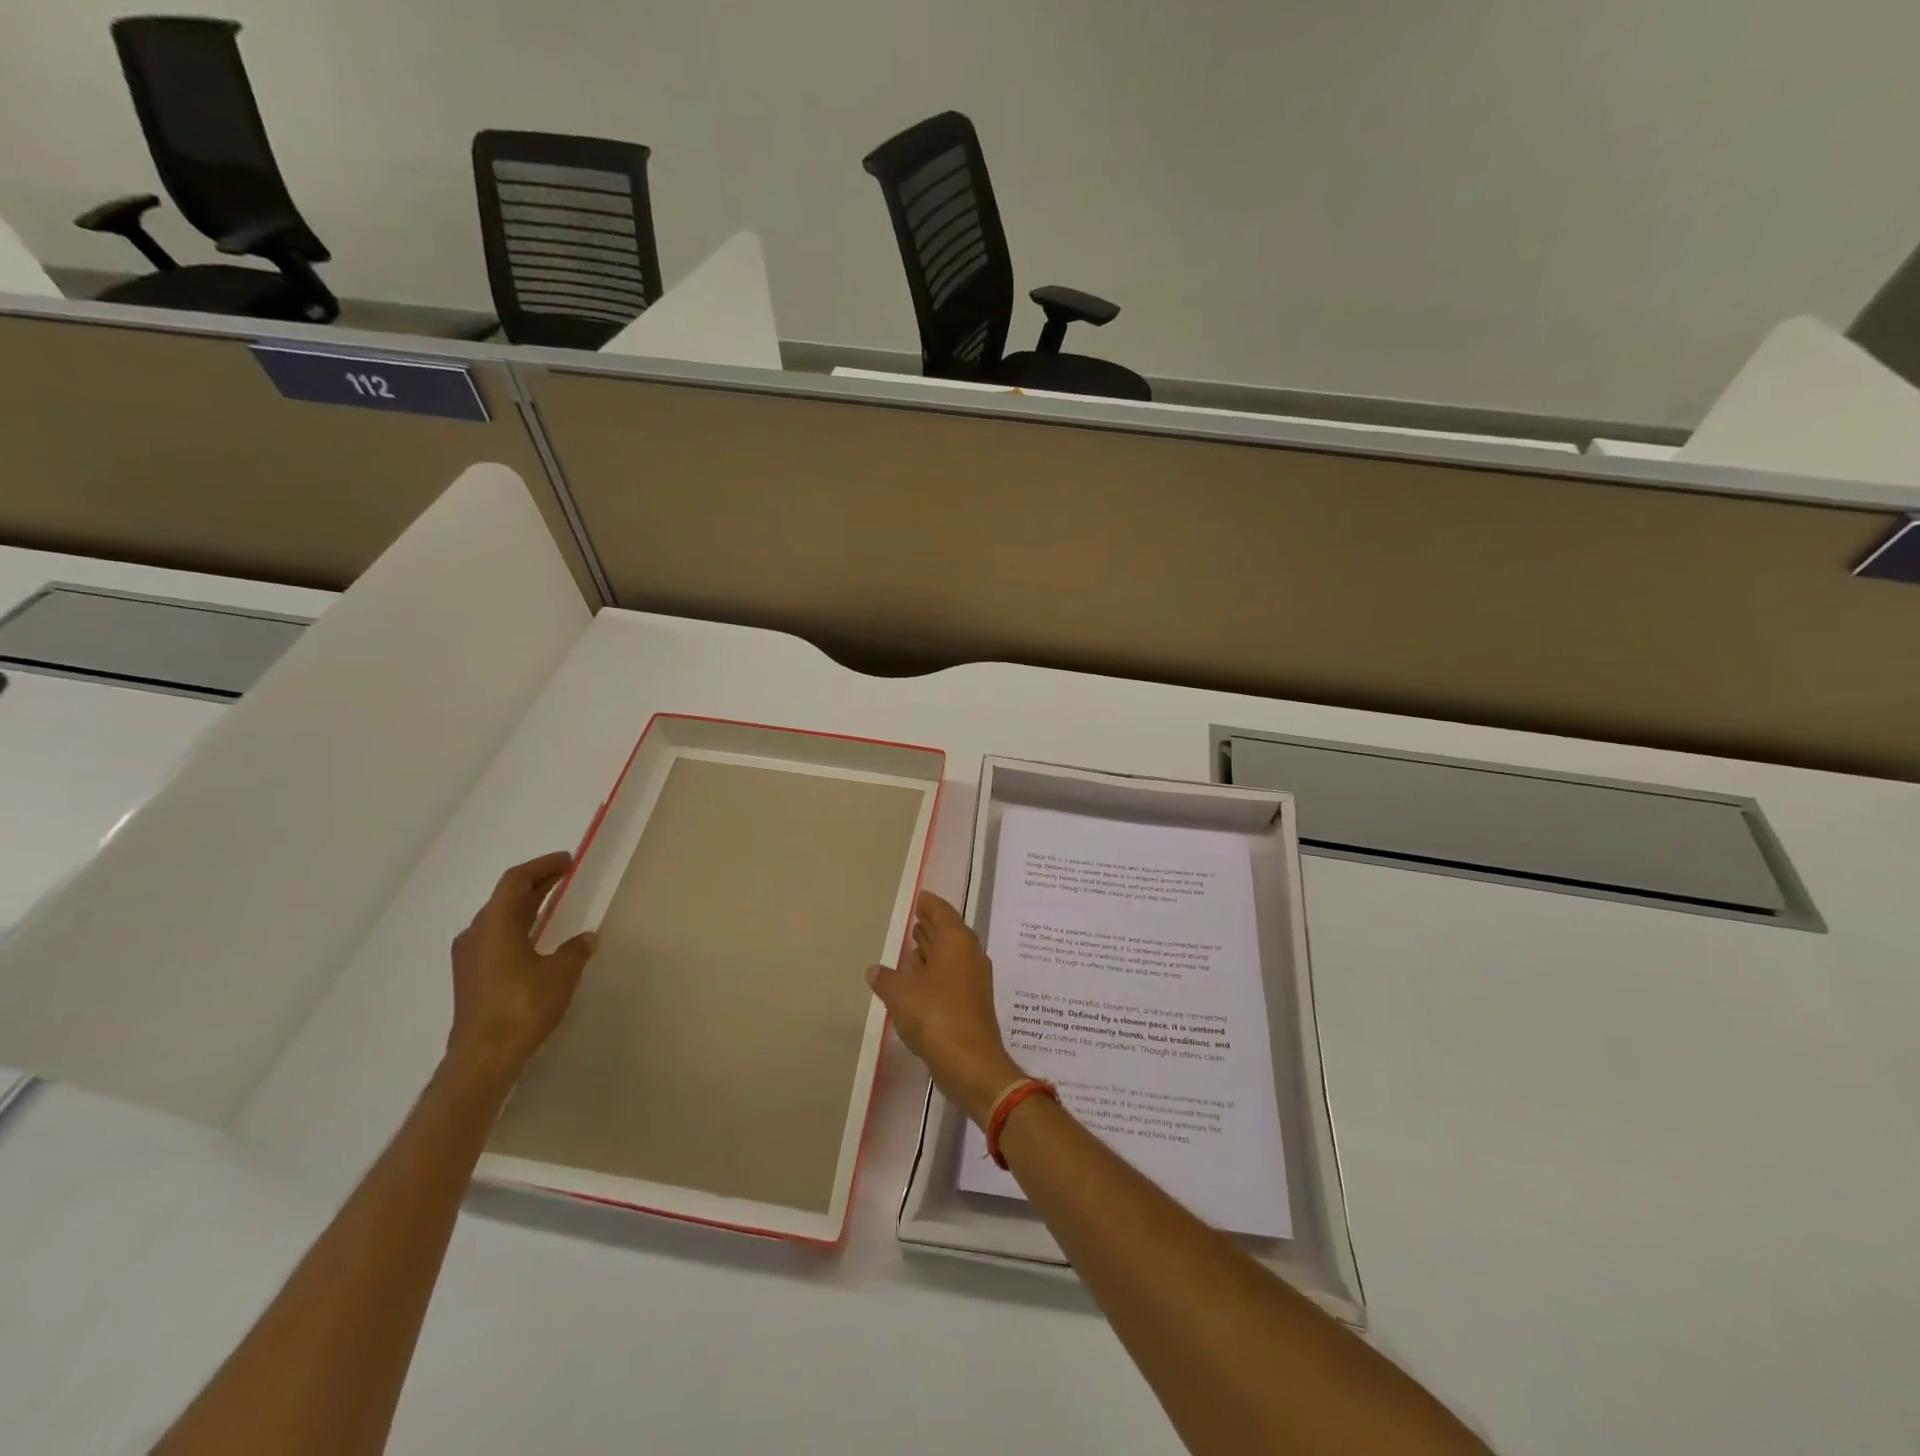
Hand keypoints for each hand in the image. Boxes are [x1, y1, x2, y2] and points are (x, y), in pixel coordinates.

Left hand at [444, 852, 596, 1092]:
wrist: (482, 1057)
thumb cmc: (522, 1007)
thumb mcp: (560, 974)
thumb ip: (574, 950)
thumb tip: (585, 938)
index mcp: (495, 924)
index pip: (515, 881)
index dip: (542, 866)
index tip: (567, 861)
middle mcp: (476, 934)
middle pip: (505, 897)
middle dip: (536, 883)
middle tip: (565, 875)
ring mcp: (470, 957)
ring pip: (499, 918)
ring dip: (526, 906)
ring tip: (554, 902)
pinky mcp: (471, 977)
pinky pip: (496, 937)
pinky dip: (518, 927)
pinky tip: (537, 938)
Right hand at [868, 892, 1026, 1127]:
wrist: (971, 1064)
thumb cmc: (936, 1016)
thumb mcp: (901, 994)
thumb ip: (886, 979)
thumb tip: (875, 970)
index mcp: (957, 942)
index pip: (942, 912)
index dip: (929, 904)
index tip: (919, 898)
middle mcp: (970, 955)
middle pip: (949, 933)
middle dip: (932, 926)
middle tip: (915, 918)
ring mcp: (975, 981)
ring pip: (951, 956)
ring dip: (934, 951)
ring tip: (914, 946)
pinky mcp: (973, 1004)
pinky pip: (952, 977)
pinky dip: (936, 973)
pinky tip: (920, 982)